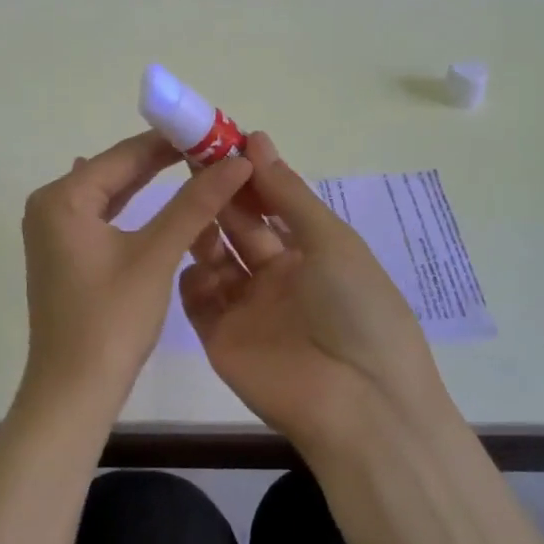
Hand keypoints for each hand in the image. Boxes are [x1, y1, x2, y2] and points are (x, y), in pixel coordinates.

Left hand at [20, 131, 252, 417]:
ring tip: (199, 165)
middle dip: (164, 159)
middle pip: (116, 169)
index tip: (214, 129)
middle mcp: (51, 204)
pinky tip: (157, 194)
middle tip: (214, 148)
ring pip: (112, 192)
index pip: (125, 153)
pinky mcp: (65, 252)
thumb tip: (237, 161)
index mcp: (62, 197)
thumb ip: (194, 203)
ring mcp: (54, 230)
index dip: (172, 139)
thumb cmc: (112, 321)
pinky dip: (135, 206)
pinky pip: (104, 215)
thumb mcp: (156, 255)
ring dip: (152, 181)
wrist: (73, 393)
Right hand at [179, 132, 454, 454]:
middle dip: (221, 192)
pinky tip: (184, 255)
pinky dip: (189, 276)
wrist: (359, 404)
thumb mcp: (330, 241)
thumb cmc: (356, 309)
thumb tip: (256, 139)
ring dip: (202, 227)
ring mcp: (246, 307)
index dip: (248, 173)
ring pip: (214, 257)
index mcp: (310, 252)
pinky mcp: (220, 338)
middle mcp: (276, 276)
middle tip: (191, 157)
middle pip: (240, 225)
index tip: (220, 140)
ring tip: (186, 198)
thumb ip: (287, 193)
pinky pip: (197, 299)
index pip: (271, 203)